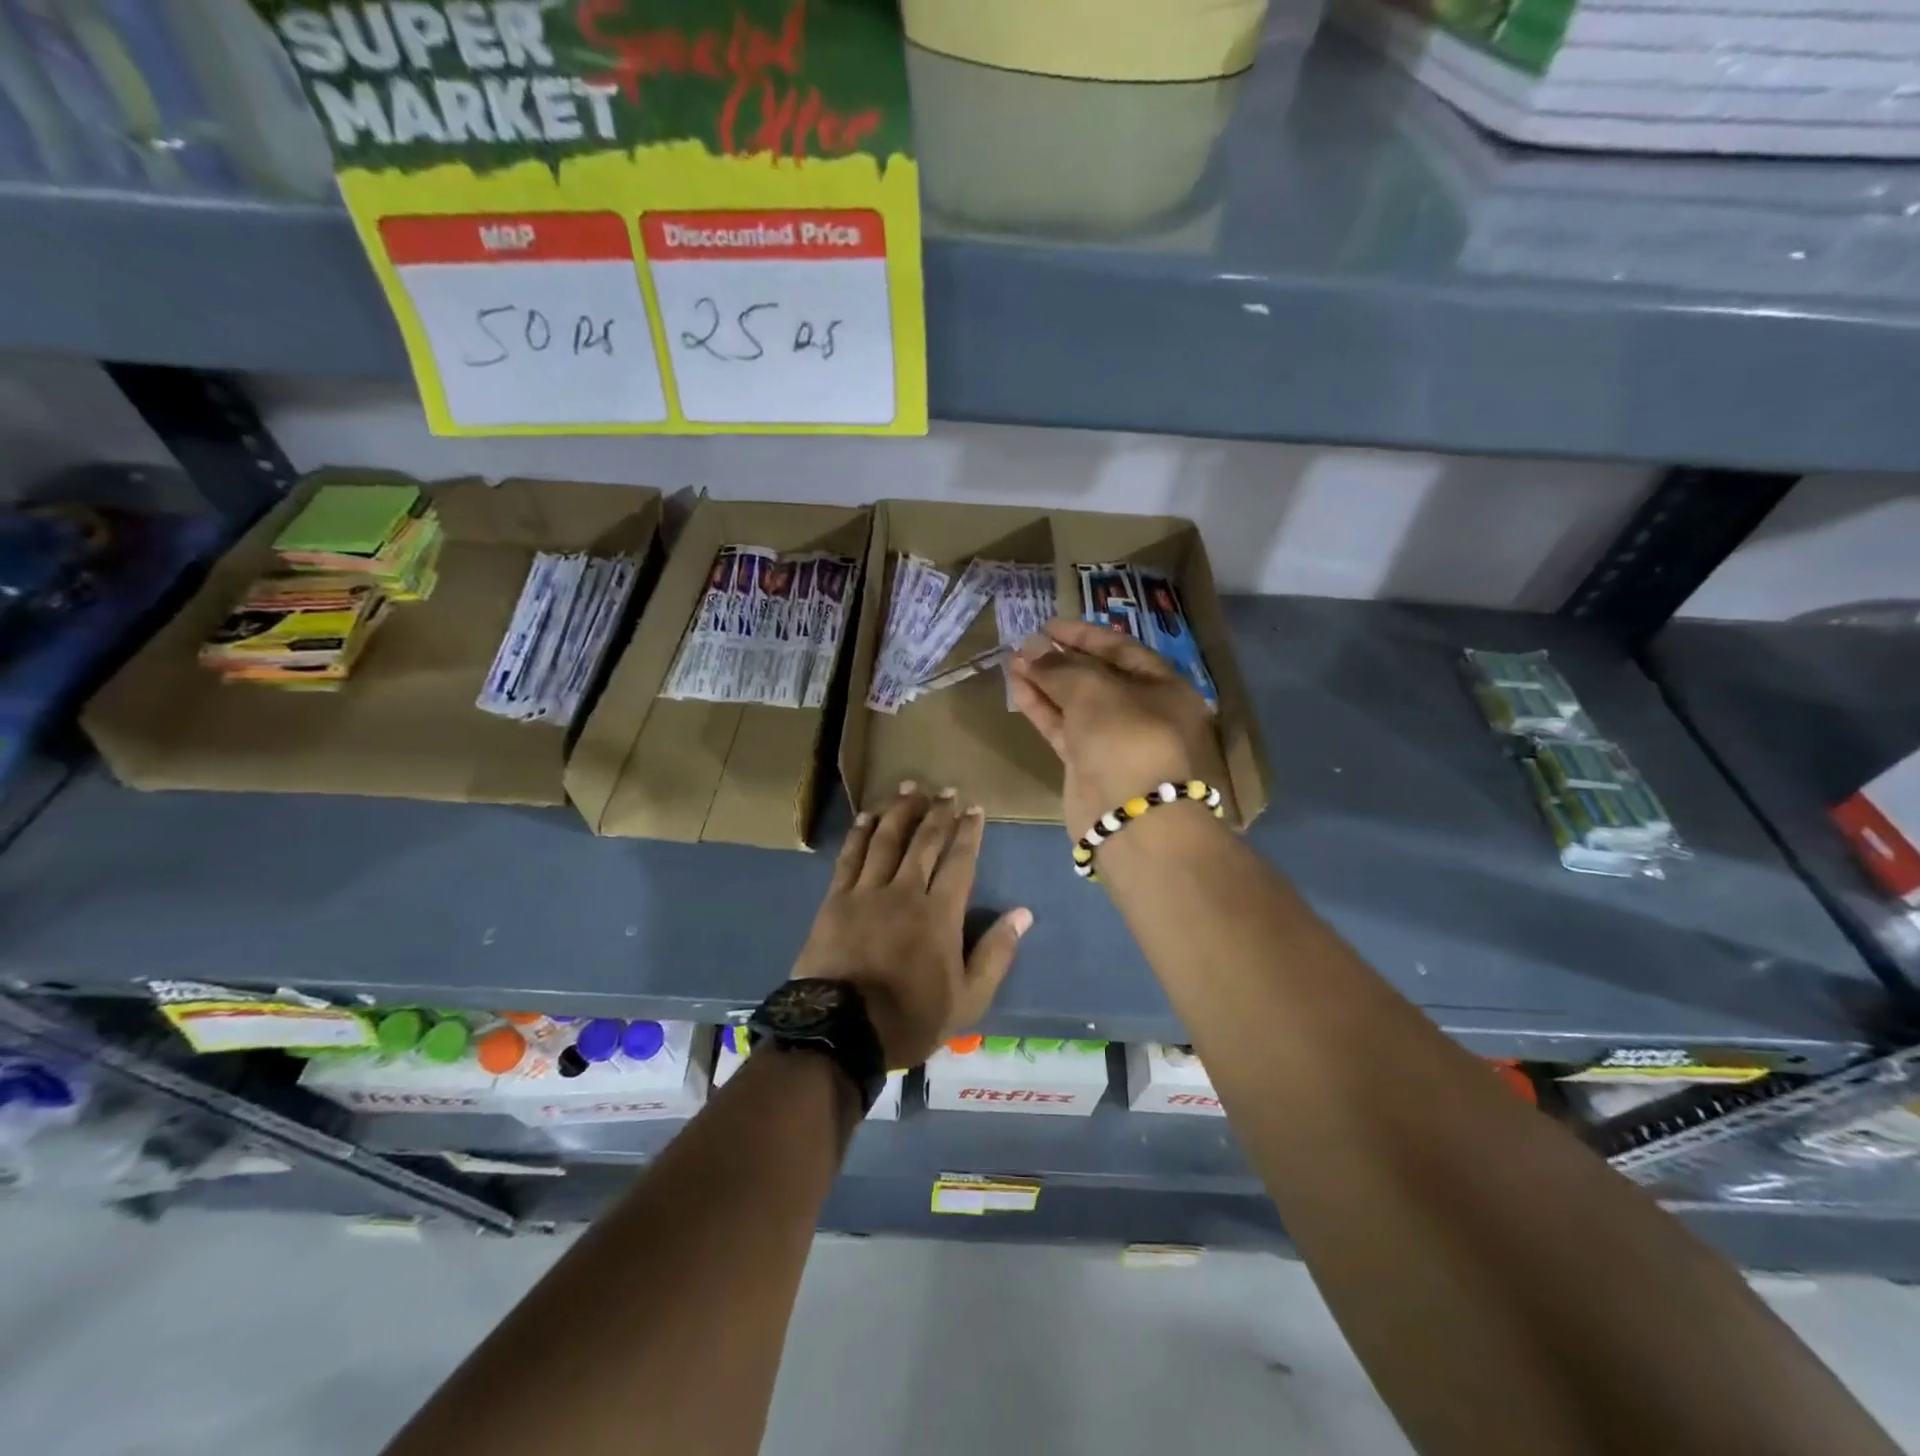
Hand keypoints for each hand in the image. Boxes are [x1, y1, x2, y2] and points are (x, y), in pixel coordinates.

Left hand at [790, 785, 1030, 1067]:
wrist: (841, 1031)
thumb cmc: (910, 1018)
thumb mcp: (968, 999)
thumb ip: (996, 953)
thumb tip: (1023, 913)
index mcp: (940, 914)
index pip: (959, 861)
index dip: (969, 833)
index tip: (975, 809)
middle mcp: (905, 892)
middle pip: (924, 842)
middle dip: (938, 813)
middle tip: (947, 791)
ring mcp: (867, 892)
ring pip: (887, 840)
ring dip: (901, 811)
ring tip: (911, 788)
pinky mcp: (836, 900)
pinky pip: (850, 857)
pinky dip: (860, 833)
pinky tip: (867, 816)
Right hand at [1008, 617, 1219, 838]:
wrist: (1132, 817)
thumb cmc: (1126, 737)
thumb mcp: (1094, 690)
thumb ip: (1059, 667)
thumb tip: (1031, 648)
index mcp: (1163, 687)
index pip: (1121, 650)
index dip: (1084, 635)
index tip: (1049, 625)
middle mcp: (1142, 711)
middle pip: (1097, 677)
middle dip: (1060, 660)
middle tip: (1026, 645)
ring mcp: (1114, 741)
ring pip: (1076, 704)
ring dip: (1045, 682)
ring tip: (1013, 662)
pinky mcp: (1088, 765)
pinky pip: (1064, 728)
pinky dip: (1042, 708)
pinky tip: (1018, 688)